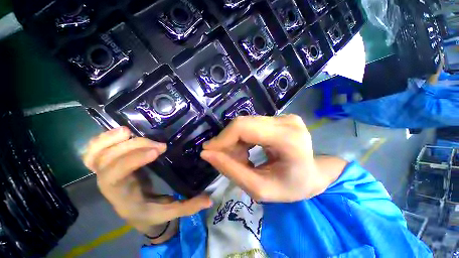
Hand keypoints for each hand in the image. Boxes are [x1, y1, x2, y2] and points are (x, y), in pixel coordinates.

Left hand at [83, 127, 211, 242]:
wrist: (135, 213)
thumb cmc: (150, 214)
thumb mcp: (170, 213)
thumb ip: (189, 206)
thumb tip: (210, 199)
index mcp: (122, 196)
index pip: (115, 176)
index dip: (133, 159)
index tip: (158, 149)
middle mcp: (108, 184)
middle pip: (106, 161)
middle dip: (133, 147)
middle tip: (159, 145)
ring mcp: (105, 172)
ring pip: (94, 154)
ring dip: (110, 140)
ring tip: (130, 132)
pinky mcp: (109, 165)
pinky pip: (95, 151)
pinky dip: (103, 139)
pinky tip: (121, 133)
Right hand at [201, 115, 339, 202]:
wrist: (312, 175)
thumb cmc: (291, 187)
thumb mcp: (259, 188)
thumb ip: (231, 170)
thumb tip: (207, 153)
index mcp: (287, 139)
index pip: (244, 128)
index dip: (223, 138)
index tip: (208, 151)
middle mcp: (286, 121)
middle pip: (243, 123)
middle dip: (228, 142)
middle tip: (226, 159)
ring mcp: (284, 117)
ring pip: (245, 124)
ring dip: (236, 142)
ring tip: (240, 159)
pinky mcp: (278, 118)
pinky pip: (251, 125)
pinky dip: (243, 138)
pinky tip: (247, 151)